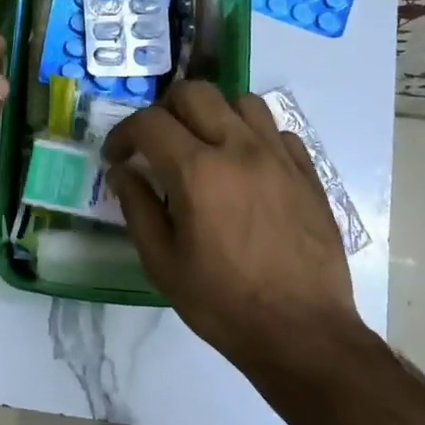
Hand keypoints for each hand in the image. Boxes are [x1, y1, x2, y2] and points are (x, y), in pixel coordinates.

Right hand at [102, 82, 359, 374]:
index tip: (117, 156)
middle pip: (195, 93)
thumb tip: (122, 172)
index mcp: (197, 171)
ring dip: (213, 114)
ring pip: (241, 101)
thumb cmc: (223, 303)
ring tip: (205, 146)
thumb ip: (137, 208)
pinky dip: (252, 136)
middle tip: (157, 143)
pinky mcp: (307, 171)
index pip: (150, 122)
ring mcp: (278, 156)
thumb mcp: (162, 263)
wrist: (301, 332)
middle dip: (165, 110)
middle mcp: (239, 148)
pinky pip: (276, 130)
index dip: (124, 133)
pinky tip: (245, 167)